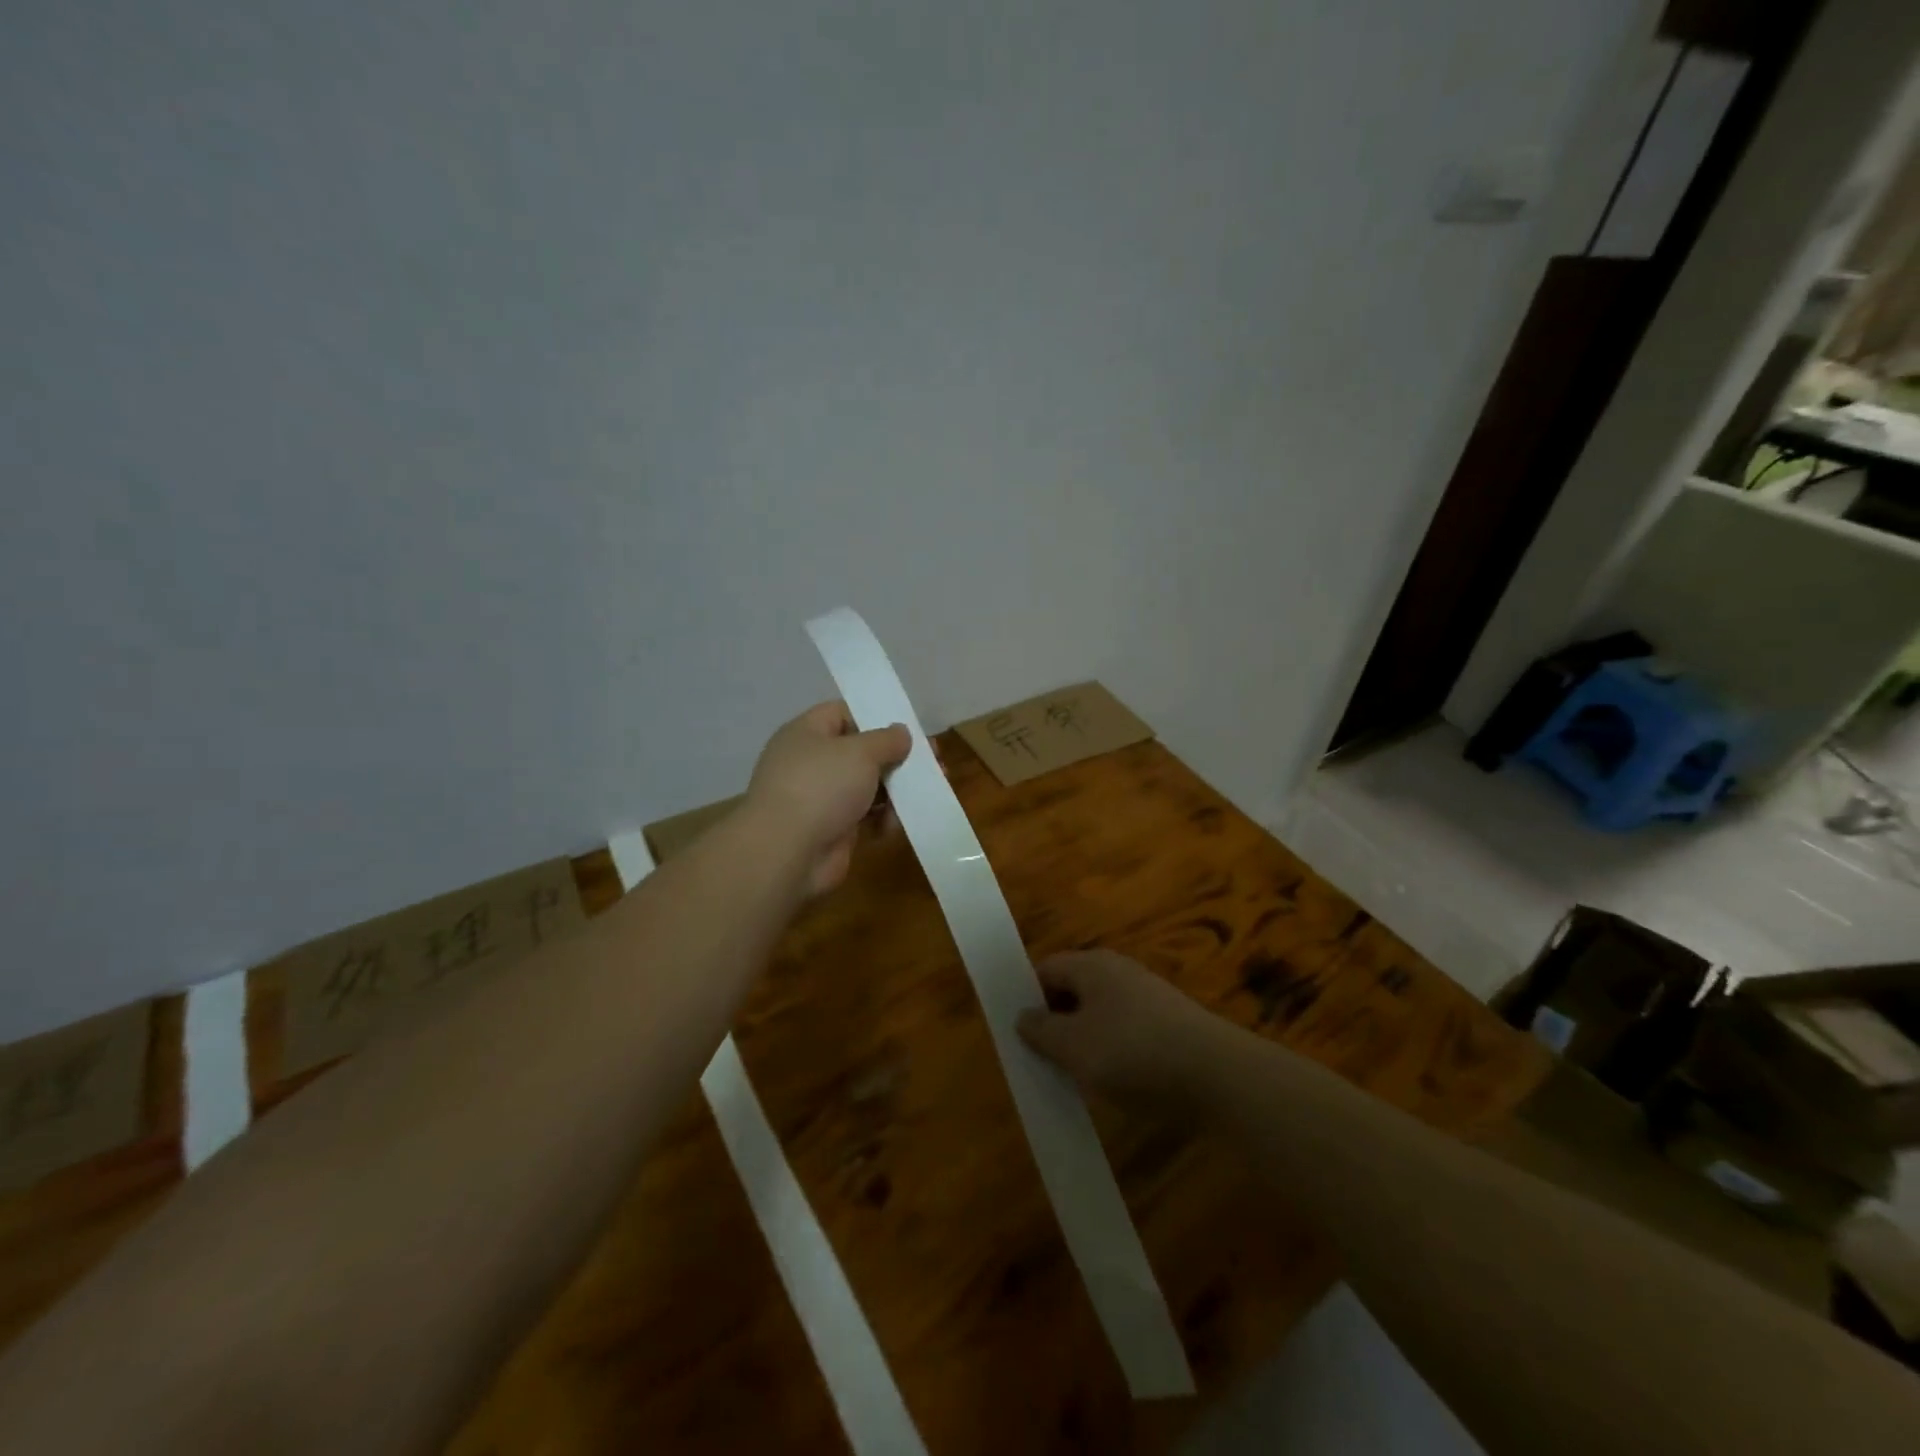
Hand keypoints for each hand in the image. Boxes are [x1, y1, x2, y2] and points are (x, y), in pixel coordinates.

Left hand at [744, 701, 911, 896]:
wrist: (787, 853)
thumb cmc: (822, 786)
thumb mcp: (860, 752)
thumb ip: (886, 739)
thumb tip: (901, 733)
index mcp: (807, 732)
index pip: (843, 713)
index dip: (876, 717)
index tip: (909, 729)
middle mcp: (811, 761)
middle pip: (861, 752)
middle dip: (897, 758)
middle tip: (934, 763)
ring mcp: (820, 798)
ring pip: (867, 786)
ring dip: (896, 791)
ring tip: (927, 793)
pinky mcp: (831, 829)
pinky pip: (864, 816)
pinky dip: (883, 819)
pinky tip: (899, 824)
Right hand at [1016, 951, 1232, 1108]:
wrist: (1218, 1076)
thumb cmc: (1133, 1053)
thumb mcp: (1074, 1047)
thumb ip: (1041, 1031)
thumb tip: (1023, 1016)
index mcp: (1091, 965)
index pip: (1045, 968)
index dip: (1026, 996)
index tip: (1016, 1033)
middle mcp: (1118, 971)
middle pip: (1073, 989)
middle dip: (1054, 1021)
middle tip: (1040, 1058)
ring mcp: (1147, 996)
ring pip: (1099, 1012)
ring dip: (1083, 1040)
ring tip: (1074, 1076)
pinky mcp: (1169, 1024)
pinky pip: (1125, 1030)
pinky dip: (1112, 1051)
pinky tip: (1113, 1082)